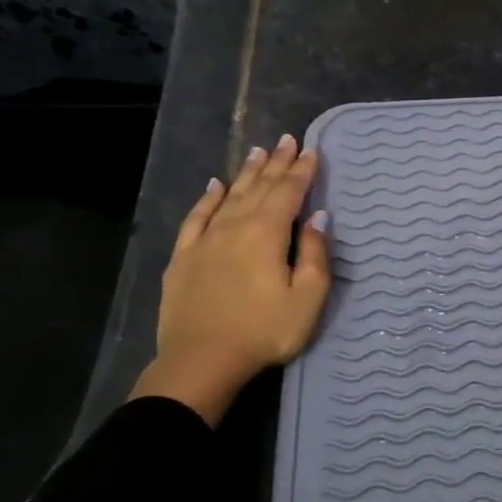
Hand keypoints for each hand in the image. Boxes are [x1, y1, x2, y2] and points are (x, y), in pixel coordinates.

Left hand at [130, 134, 330, 424]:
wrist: (201, 361)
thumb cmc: (265, 331)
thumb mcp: (307, 297)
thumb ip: (314, 253)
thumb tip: (318, 217)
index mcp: (267, 234)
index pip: (288, 193)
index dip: (302, 171)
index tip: (312, 151)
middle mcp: (235, 227)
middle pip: (259, 188)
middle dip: (276, 164)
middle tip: (287, 140)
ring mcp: (205, 241)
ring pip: (230, 197)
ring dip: (246, 173)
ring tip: (258, 152)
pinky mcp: (184, 257)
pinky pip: (196, 218)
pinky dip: (208, 199)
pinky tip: (215, 186)